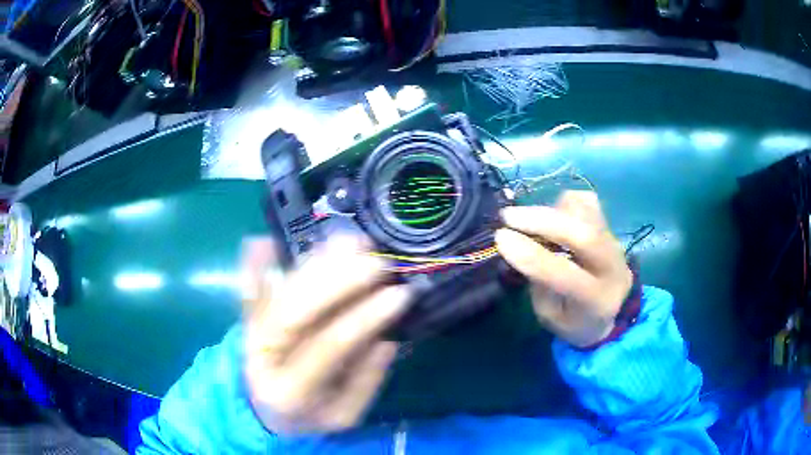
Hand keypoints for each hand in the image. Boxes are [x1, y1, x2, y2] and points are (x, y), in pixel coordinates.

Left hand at [240, 236, 410, 434]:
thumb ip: (365, 382)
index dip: (363, 317)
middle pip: (294, 311)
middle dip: (337, 281)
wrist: (264, 414)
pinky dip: (253, 266)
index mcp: (291, 390)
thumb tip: (386, 339)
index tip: (398, 293)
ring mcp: (250, 336)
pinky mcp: (247, 322)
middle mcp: (263, 358)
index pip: (328, 345)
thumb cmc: (309, 417)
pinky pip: (247, 292)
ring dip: (312, 264)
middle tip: (375, 260)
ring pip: (277, 294)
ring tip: (349, 241)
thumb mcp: (344, 416)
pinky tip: (262, 242)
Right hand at [495, 191, 632, 347]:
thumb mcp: (550, 316)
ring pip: (586, 213)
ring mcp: (615, 241)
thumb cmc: (574, 320)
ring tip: (529, 221)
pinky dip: (564, 204)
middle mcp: (613, 267)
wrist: (612, 310)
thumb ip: (539, 284)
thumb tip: (522, 245)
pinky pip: (586, 202)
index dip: (531, 255)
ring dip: (550, 211)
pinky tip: (553, 218)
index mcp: (597, 301)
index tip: (501, 238)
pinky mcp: (611, 225)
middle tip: (508, 216)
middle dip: (542, 221)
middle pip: (584, 235)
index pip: (564, 274)